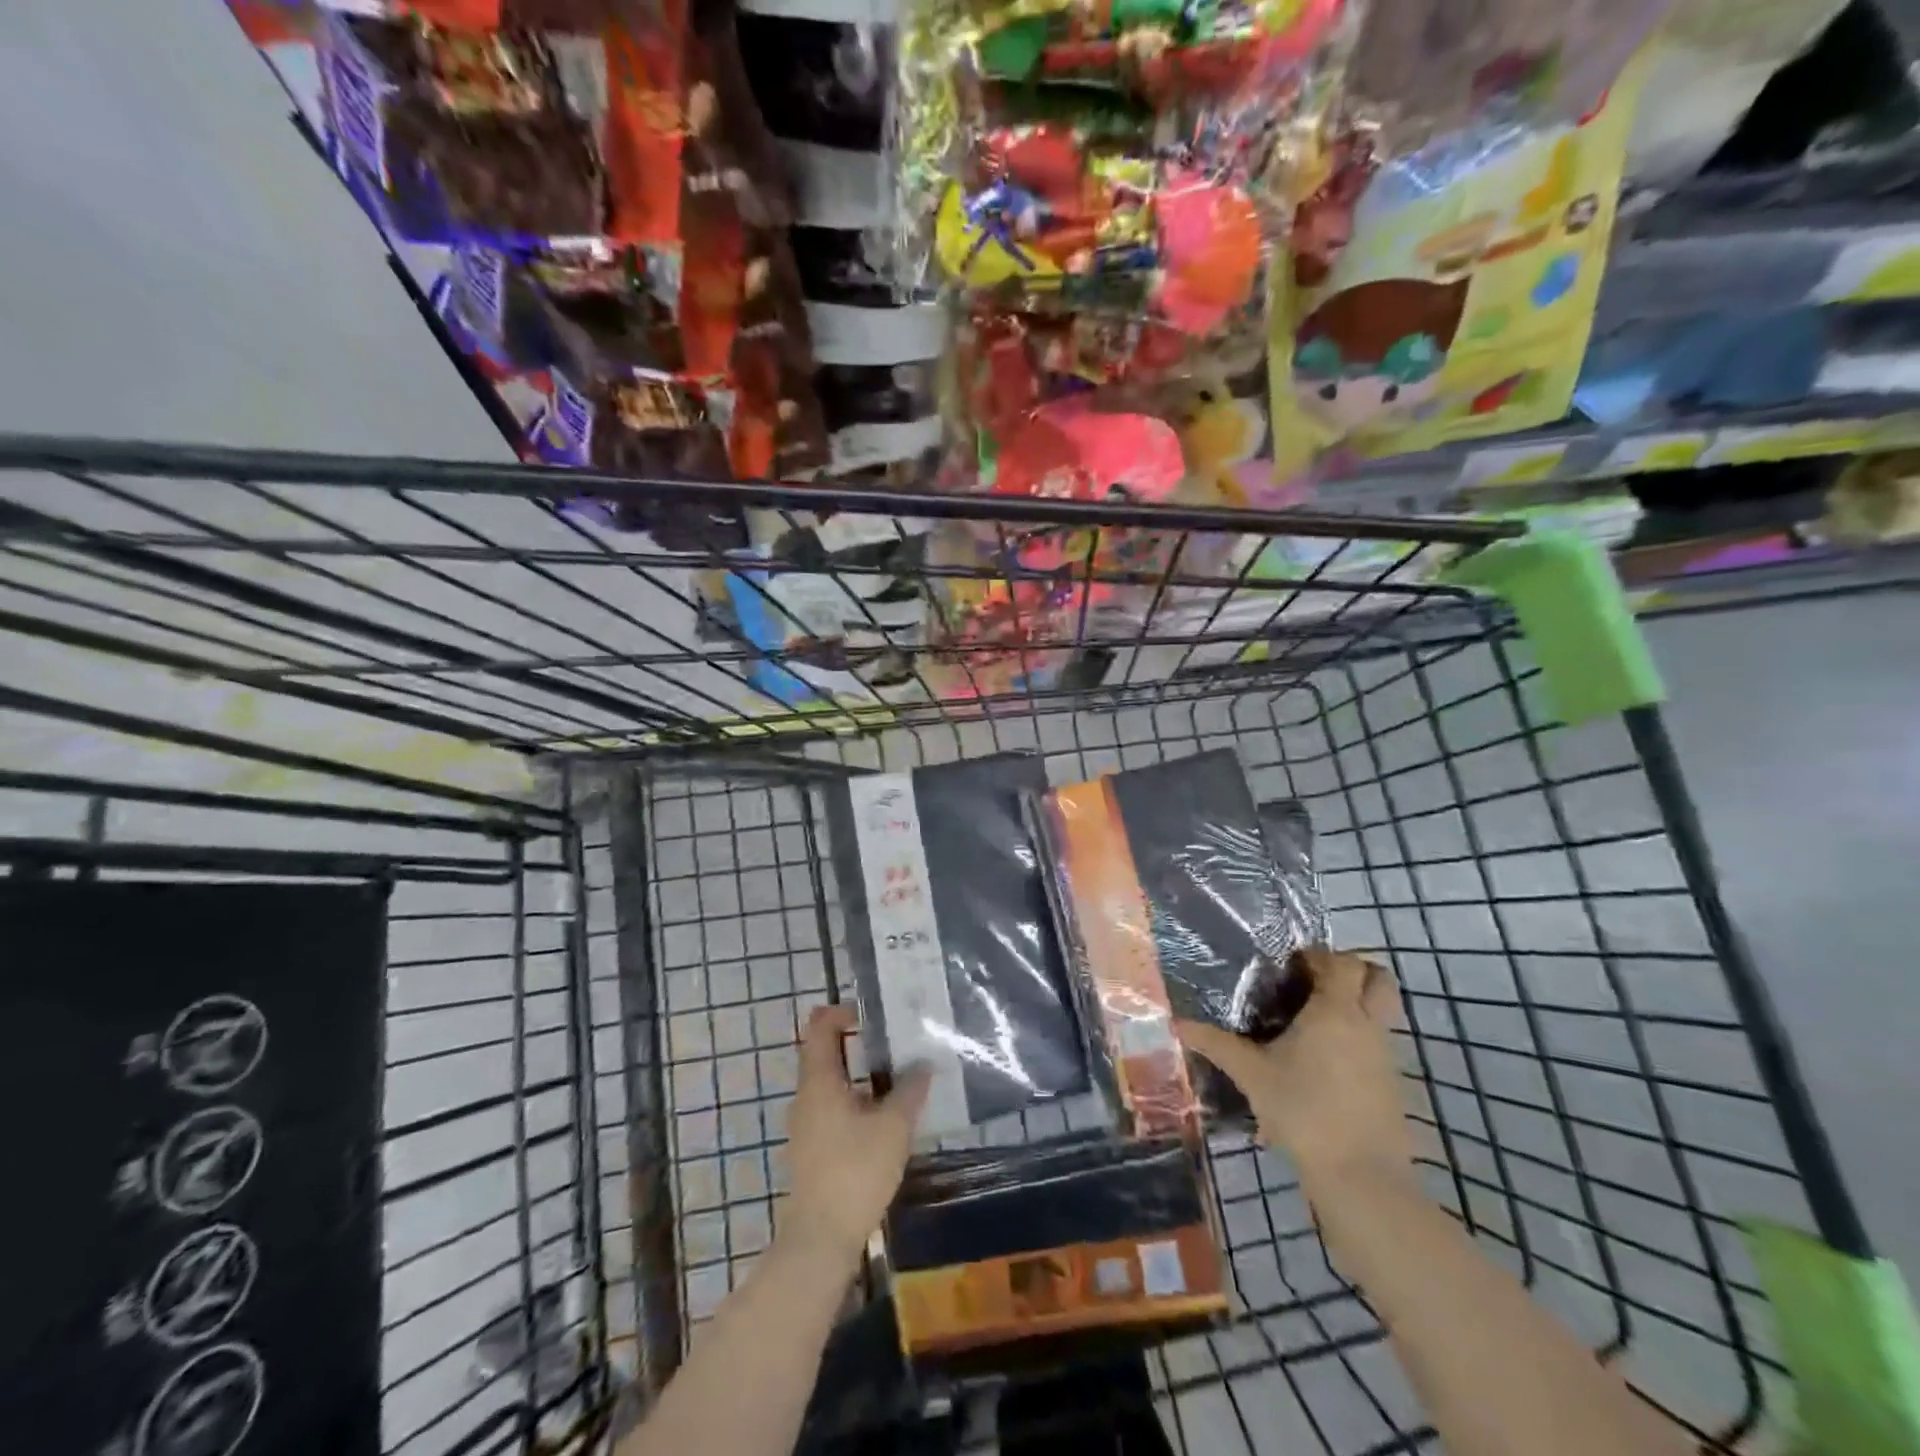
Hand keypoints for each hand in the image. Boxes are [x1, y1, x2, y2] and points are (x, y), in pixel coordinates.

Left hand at [783, 1004, 930, 1265]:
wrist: (820, 1238)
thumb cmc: (855, 1171)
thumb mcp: (893, 1127)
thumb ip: (909, 1091)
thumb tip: (923, 1065)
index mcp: (819, 1080)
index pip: (820, 1027)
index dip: (841, 1012)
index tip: (872, 1014)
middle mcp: (806, 1096)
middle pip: (825, 1054)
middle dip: (857, 1043)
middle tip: (894, 1042)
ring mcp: (806, 1125)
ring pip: (831, 1084)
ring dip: (859, 1075)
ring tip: (897, 1079)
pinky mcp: (812, 1149)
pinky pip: (833, 1109)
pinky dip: (855, 1101)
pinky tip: (884, 1118)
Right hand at [1177, 949, 1412, 1193]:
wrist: (1361, 1177)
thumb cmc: (1304, 1111)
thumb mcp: (1252, 1075)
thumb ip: (1215, 1044)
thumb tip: (1177, 1023)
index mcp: (1336, 1011)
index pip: (1340, 962)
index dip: (1317, 956)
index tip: (1287, 966)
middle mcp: (1367, 1024)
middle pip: (1378, 977)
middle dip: (1350, 969)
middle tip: (1313, 980)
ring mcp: (1385, 1054)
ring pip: (1382, 1009)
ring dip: (1356, 1002)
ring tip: (1313, 1018)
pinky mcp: (1392, 1082)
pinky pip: (1379, 1040)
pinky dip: (1359, 1033)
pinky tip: (1324, 1057)